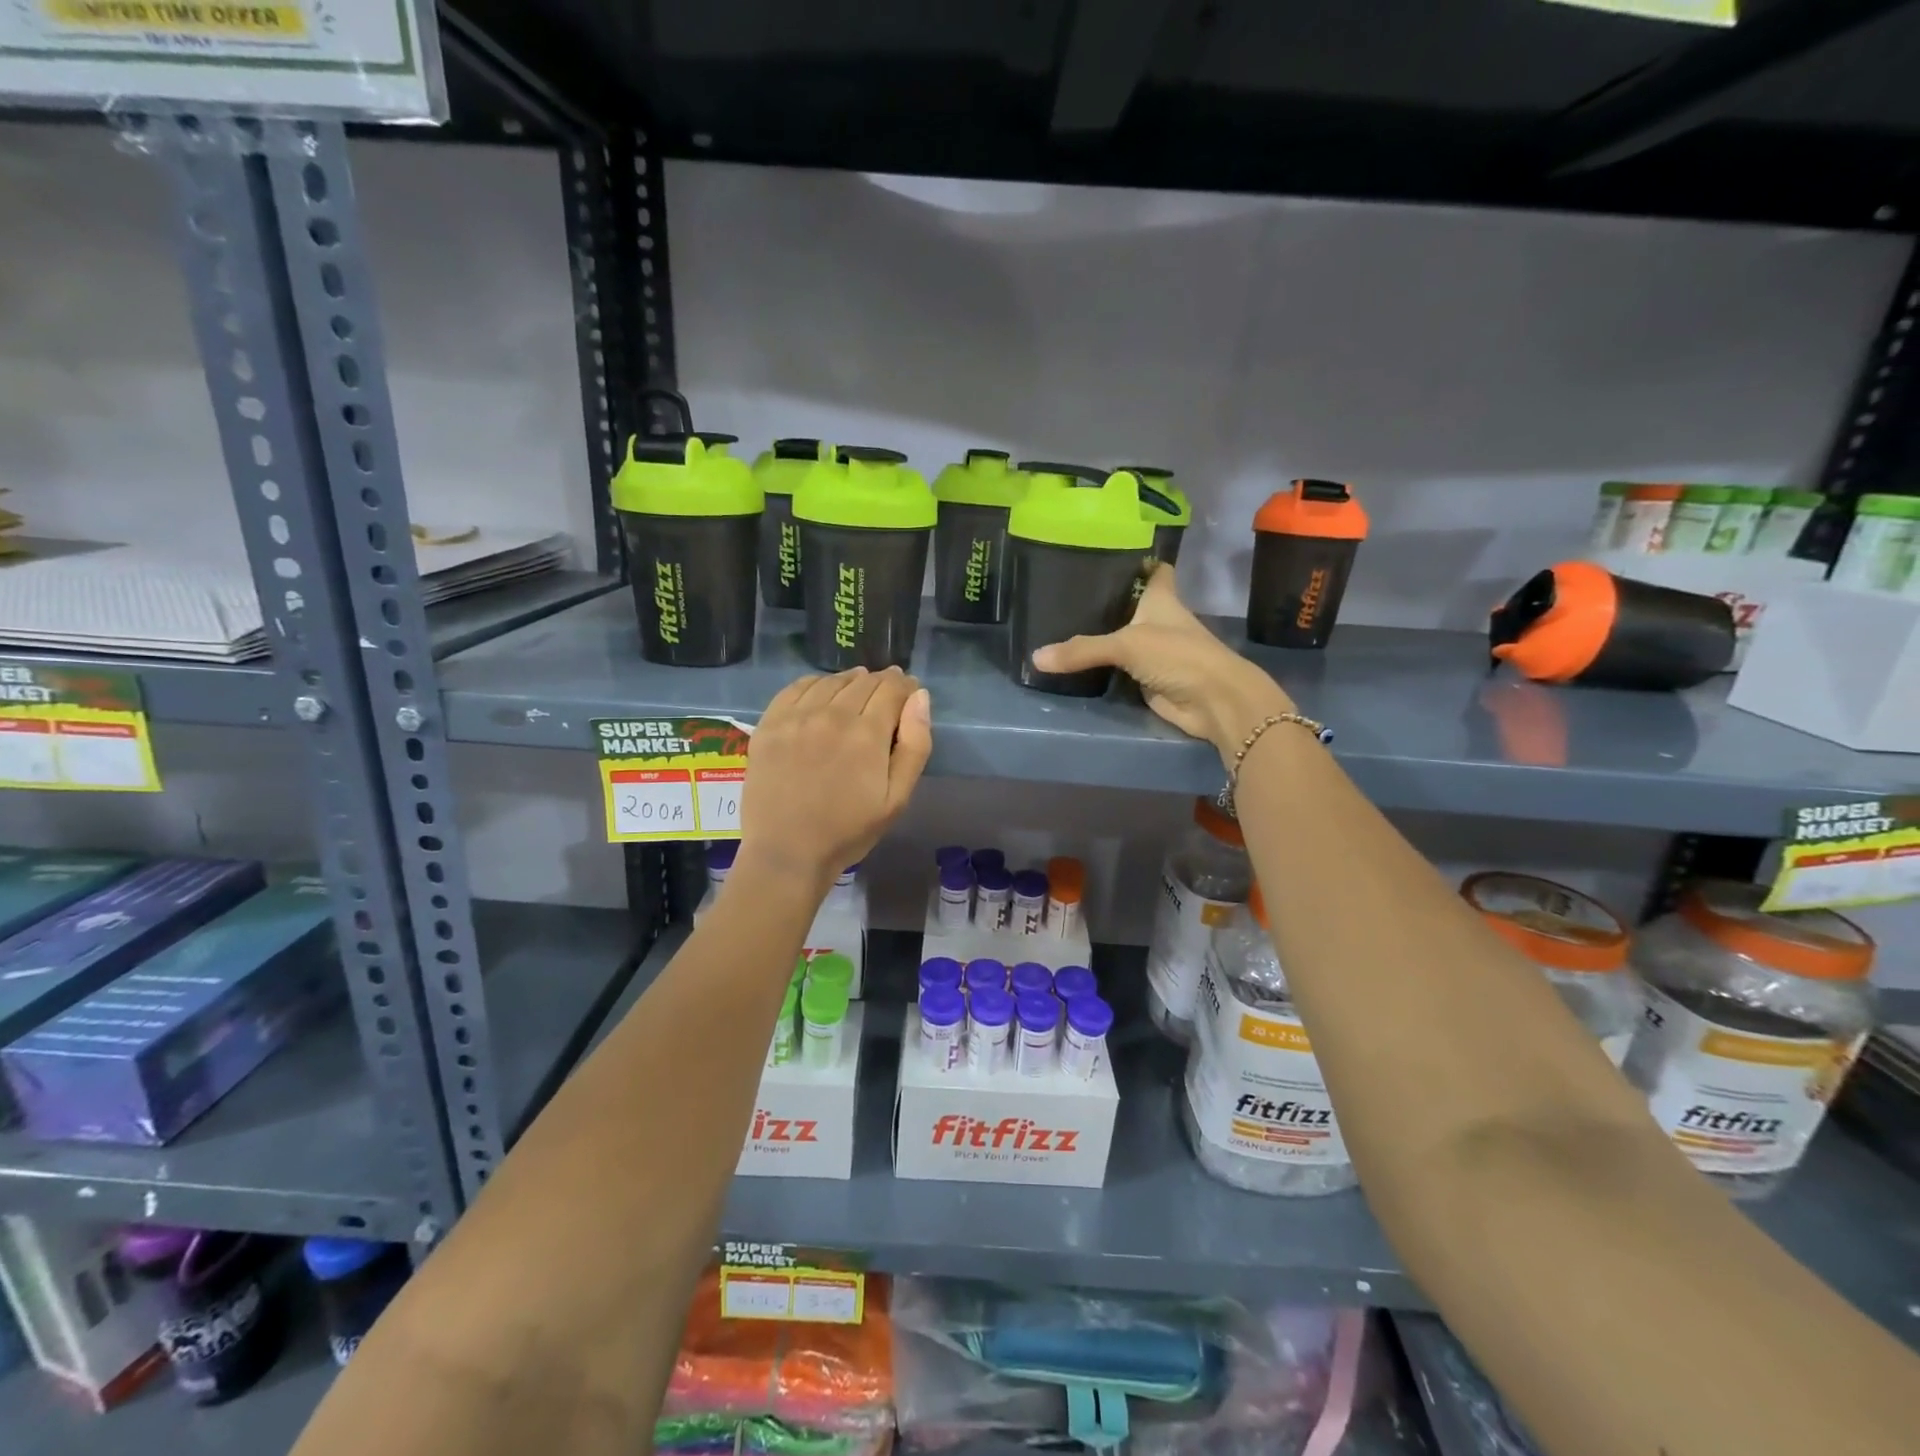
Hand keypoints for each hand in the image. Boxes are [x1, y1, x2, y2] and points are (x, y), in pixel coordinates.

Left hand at [737, 667, 932, 888]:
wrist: (787, 852)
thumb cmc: (848, 831)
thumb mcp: (897, 798)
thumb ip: (915, 745)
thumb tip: (919, 697)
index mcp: (866, 733)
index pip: (892, 689)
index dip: (905, 686)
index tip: (909, 692)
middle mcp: (831, 714)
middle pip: (863, 681)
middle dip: (882, 683)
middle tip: (887, 694)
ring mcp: (796, 717)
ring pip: (831, 681)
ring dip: (851, 681)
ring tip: (857, 691)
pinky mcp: (769, 724)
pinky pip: (797, 688)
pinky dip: (816, 684)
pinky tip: (822, 694)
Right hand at [1031, 565, 1292, 765]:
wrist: (1212, 701)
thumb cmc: (1178, 656)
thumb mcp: (1127, 645)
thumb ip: (1082, 650)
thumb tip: (1036, 658)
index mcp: (1161, 598)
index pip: (1153, 569)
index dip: (1136, 560)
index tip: (1106, 552)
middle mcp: (1158, 620)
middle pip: (1129, 603)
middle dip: (1104, 598)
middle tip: (1064, 590)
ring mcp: (1153, 650)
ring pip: (1121, 637)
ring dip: (1099, 634)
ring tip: (1059, 621)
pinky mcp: (1146, 677)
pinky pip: (1117, 668)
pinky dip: (1100, 666)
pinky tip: (1073, 659)